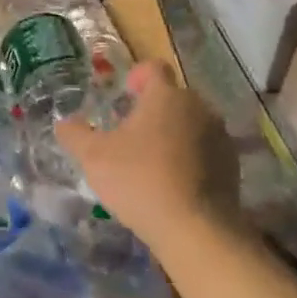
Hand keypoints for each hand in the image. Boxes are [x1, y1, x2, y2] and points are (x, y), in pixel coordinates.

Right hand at [54, 62, 236, 246]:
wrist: (197, 229)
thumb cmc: (140, 180)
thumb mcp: (93, 158)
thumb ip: (75, 134)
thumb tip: (64, 123)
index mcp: (166, 96)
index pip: (154, 68)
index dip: (137, 76)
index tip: (125, 94)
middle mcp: (198, 107)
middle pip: (173, 97)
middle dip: (152, 109)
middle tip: (129, 134)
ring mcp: (220, 136)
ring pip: (191, 123)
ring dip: (172, 134)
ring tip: (151, 162)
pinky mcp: (232, 165)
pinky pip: (205, 150)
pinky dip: (189, 158)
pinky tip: (173, 184)